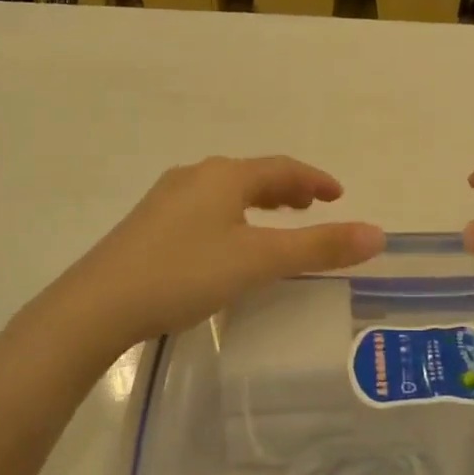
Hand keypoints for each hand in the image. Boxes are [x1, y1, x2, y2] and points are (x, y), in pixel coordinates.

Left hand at [44, 156, 383, 363]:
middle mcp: (195, 176)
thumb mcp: (259, 261)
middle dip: (286, 189)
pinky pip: (204, 209)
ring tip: (276, 222)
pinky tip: (225, 245)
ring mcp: (166, 199)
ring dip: (258, 202)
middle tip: (311, 207)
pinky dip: (231, 216)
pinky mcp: (147, 225)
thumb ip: (319, 247)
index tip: (338, 195)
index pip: (282, 168)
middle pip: (252, 175)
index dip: (314, 180)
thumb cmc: (184, 274)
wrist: (95, 306)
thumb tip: (378, 234)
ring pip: (226, 192)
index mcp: (224, 176)